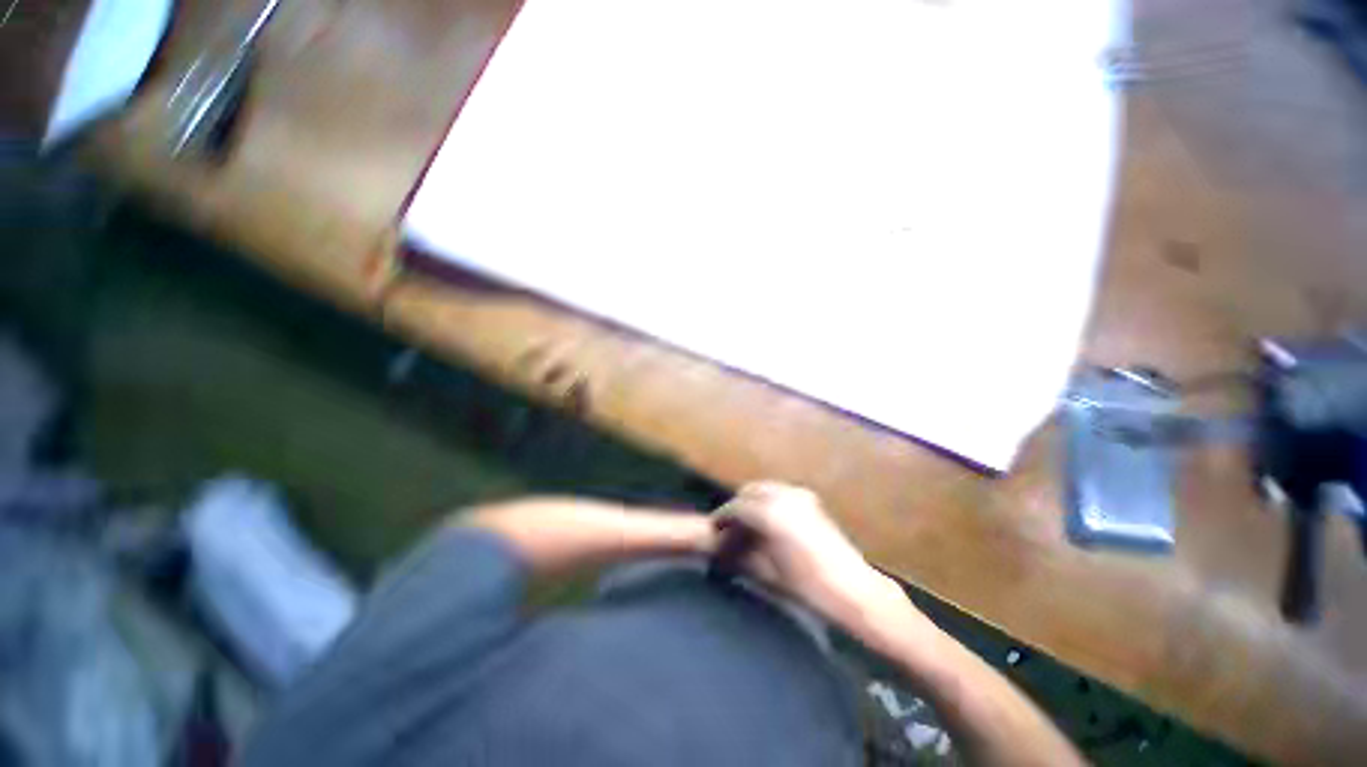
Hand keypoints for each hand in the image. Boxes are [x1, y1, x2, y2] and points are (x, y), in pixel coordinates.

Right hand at [713, 482, 909, 629]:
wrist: (853, 589)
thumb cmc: (807, 587)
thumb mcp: (768, 572)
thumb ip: (742, 553)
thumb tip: (723, 546)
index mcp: (769, 513)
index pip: (735, 507)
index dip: (722, 517)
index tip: (714, 528)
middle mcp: (783, 496)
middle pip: (749, 491)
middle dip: (737, 506)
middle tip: (731, 526)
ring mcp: (799, 494)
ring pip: (765, 487)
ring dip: (753, 501)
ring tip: (749, 523)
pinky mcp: (811, 499)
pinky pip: (781, 491)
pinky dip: (770, 500)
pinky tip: (770, 520)